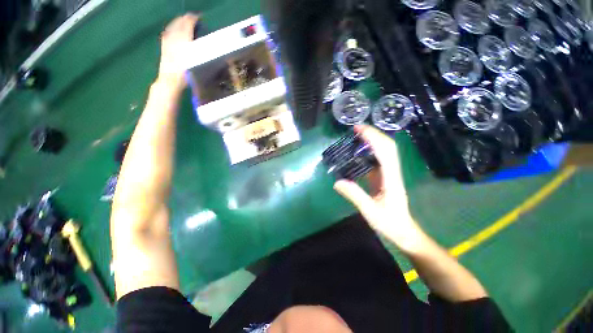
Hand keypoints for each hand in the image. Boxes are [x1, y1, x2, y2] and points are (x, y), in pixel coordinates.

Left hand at [157, 13, 199, 88]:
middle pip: (178, 24)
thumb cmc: (184, 75)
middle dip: (185, 19)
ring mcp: (167, 43)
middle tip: (192, 17)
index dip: (192, 20)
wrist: (170, 81)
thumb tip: (202, 42)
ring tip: (183, 21)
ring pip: (172, 27)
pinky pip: (167, 34)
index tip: (197, 17)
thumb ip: (197, 51)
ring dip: (178, 22)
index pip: (187, 25)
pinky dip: (171, 29)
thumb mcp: (194, 63)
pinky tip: (172, 30)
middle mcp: (173, 39)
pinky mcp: (164, 47)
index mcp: (182, 42)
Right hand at [334, 125, 422, 249]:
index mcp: (391, 178)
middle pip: (387, 147)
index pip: (385, 152)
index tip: (359, 129)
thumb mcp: (370, 211)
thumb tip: (337, 182)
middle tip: (356, 129)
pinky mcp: (384, 178)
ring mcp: (389, 174)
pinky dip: (369, 152)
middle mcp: (392, 172)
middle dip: (373, 134)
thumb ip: (354, 195)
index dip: (373, 138)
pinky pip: (377, 160)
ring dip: (372, 141)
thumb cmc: (390, 223)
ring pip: (384, 152)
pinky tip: (358, 152)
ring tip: (356, 136)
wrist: (404, 232)